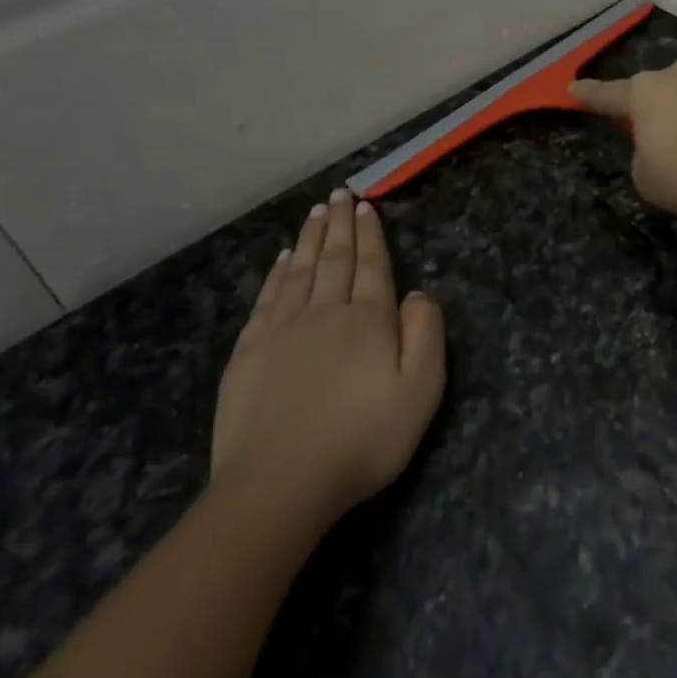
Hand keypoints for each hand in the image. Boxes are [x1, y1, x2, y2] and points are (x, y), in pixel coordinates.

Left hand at [211, 190, 445, 529]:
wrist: (279, 484)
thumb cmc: (361, 440)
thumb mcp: (420, 392)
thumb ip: (426, 334)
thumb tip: (417, 293)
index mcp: (368, 320)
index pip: (371, 265)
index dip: (370, 234)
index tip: (365, 205)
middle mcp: (326, 312)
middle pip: (335, 258)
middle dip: (339, 223)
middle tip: (340, 193)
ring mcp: (283, 329)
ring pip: (300, 270)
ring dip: (310, 237)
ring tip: (316, 211)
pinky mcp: (250, 351)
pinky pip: (268, 297)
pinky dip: (277, 273)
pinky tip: (282, 259)